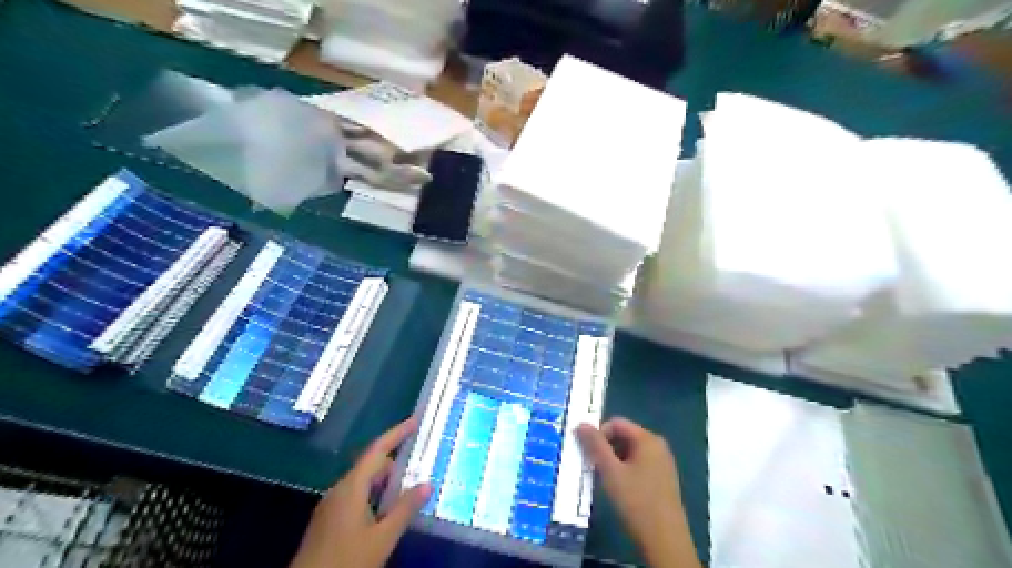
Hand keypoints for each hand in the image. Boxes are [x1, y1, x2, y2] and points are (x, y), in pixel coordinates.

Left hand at [293, 418, 433, 566]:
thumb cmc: (346, 561)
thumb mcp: (382, 538)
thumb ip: (404, 509)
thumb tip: (427, 484)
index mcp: (351, 487)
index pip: (377, 450)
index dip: (397, 434)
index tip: (415, 421)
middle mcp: (339, 490)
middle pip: (370, 465)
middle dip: (394, 461)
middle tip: (418, 462)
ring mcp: (331, 505)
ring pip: (363, 482)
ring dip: (385, 481)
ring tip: (407, 488)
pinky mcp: (328, 520)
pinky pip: (356, 496)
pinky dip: (374, 495)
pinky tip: (386, 511)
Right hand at [582, 417, 700, 567]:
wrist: (665, 541)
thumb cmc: (636, 502)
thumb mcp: (610, 472)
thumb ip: (595, 445)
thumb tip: (580, 423)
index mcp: (648, 439)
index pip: (616, 423)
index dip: (598, 434)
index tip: (588, 454)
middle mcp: (658, 445)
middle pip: (624, 435)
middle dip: (606, 448)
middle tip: (594, 467)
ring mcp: (662, 462)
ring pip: (630, 451)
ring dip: (614, 460)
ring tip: (605, 479)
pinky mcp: (663, 478)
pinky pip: (639, 463)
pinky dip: (625, 469)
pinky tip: (620, 488)